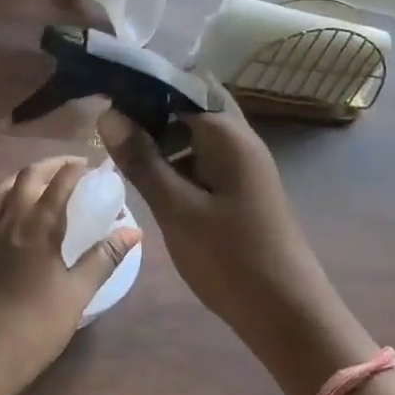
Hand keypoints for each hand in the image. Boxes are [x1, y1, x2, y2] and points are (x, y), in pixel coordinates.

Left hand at [0, 156, 139, 394]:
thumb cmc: (40, 323)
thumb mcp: (79, 290)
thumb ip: (106, 256)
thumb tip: (134, 231)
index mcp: (38, 225)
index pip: (59, 182)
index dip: (76, 169)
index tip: (93, 168)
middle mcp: (10, 219)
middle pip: (28, 176)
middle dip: (51, 165)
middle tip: (71, 169)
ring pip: (2, 187)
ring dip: (24, 178)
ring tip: (41, 183)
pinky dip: (3, 197)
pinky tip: (12, 211)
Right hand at [96, 90, 330, 355]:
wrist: (287, 312)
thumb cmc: (230, 258)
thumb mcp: (176, 209)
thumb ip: (142, 160)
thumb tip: (107, 114)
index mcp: (227, 133)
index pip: (182, 83)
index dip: (144, 82)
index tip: (106, 90)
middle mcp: (240, 137)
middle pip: (193, 102)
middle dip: (154, 106)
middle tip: (113, 120)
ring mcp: (245, 162)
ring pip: (200, 129)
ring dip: (166, 132)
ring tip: (125, 148)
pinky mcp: (243, 185)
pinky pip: (207, 154)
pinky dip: (180, 156)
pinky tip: (154, 177)